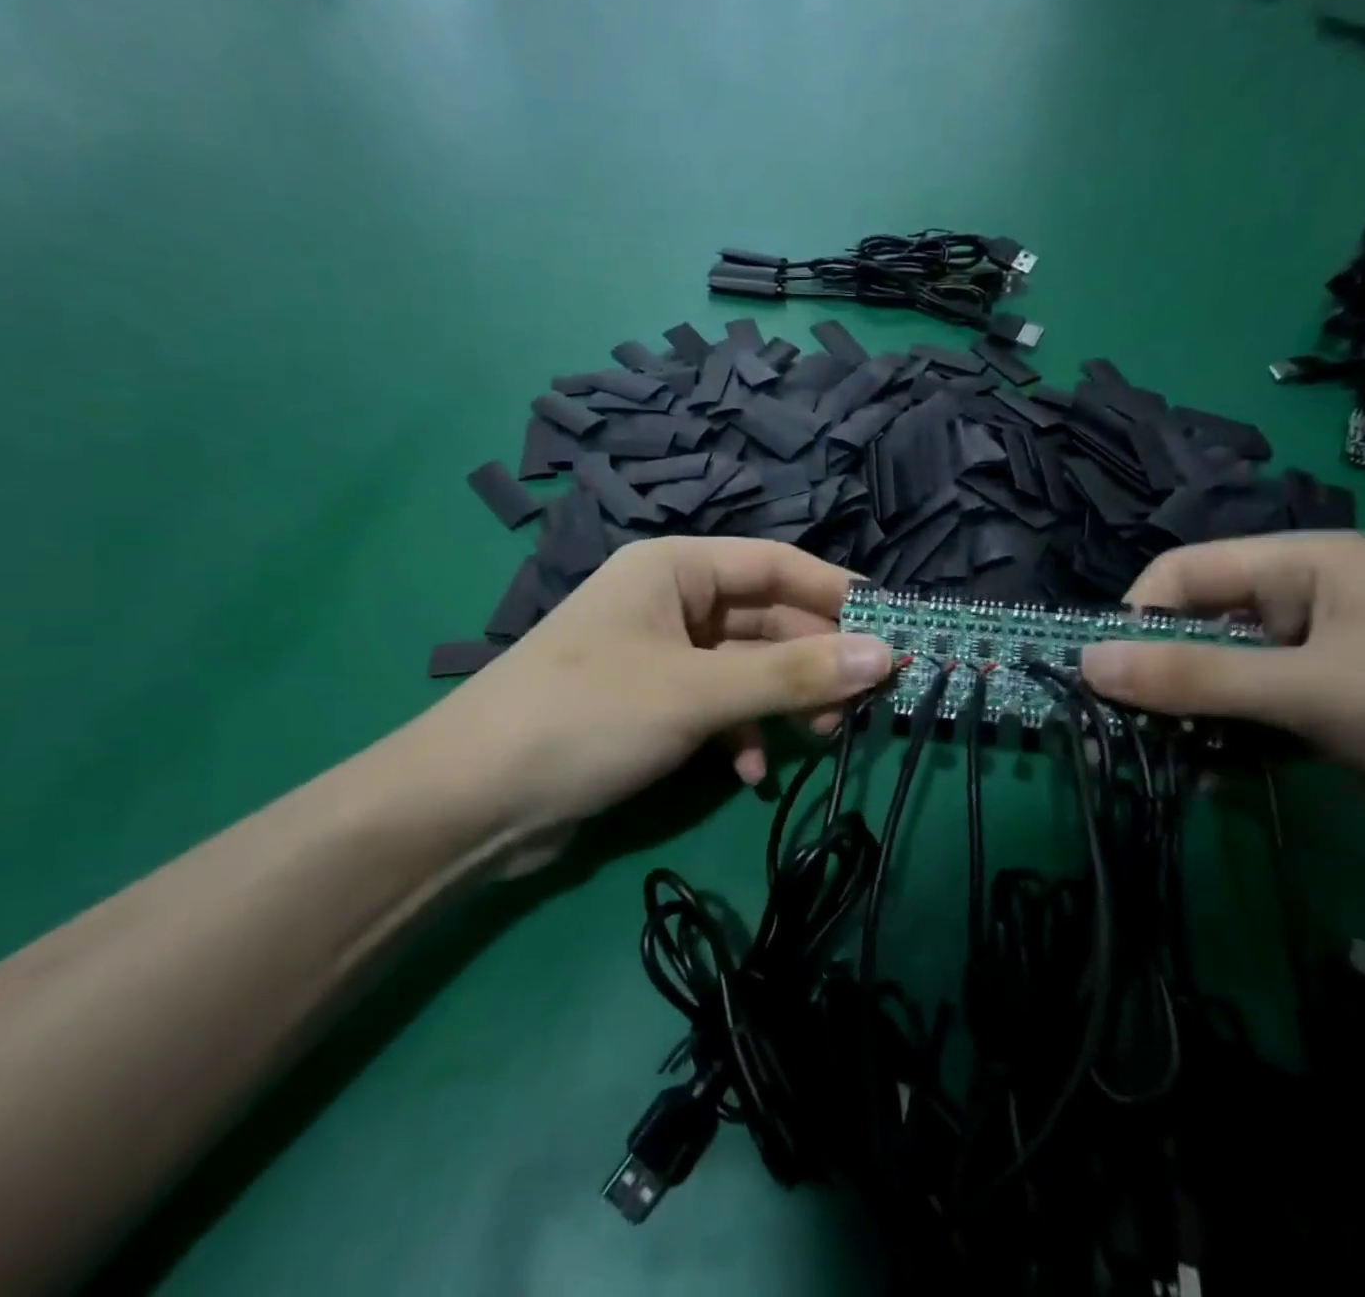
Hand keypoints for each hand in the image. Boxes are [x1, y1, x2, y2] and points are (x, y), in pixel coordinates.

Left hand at [423, 538, 892, 840]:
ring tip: (820, 739)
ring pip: (745, 668)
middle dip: (812, 660)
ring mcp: (658, 656)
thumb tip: (886, 656)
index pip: (775, 564)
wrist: (472, 801)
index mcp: (673, 569)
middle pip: (764, 619)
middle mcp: (668, 602)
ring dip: (782, 702)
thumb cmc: (587, 716)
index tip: (892, 628)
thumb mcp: (697, 693)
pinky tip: (751, 773)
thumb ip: (793, 674)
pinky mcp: (650, 705)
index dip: (836, 593)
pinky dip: (741, 734)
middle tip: (865, 701)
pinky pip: (717, 706)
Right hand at [1079, 531, 1364, 838]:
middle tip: (1117, 727)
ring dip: (1188, 715)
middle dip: (1157, 674)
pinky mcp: (1333, 716)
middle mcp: (1307, 603)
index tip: (1099, 676)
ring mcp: (1321, 662)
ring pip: (1221, 677)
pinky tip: (1208, 775)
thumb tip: (1083, 663)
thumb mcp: (1311, 690)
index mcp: (1305, 565)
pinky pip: (1254, 717)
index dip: (1135, 617)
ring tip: (1160, 758)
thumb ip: (1192, 677)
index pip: (1185, 572)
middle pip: (1198, 625)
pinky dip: (1226, 742)